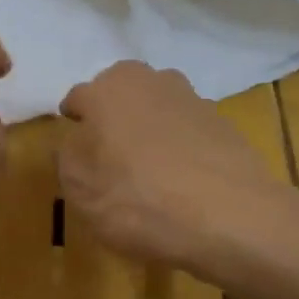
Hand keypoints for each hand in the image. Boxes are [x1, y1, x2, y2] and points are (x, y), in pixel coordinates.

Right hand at [59, 62, 296, 283]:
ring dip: (150, 133)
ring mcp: (193, 100)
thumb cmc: (137, 199)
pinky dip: (181, 150)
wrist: (231, 218)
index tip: (74, 151)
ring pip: (157, 112)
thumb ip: (68, 157)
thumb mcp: (79, 188)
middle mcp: (151, 81)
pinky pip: (188, 134)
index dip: (74, 125)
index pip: (78, 99)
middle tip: (109, 160)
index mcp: (108, 88)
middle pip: (121, 97)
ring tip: (149, 175)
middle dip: (113, 121)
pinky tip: (183, 184)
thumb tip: (76, 142)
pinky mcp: (225, 125)